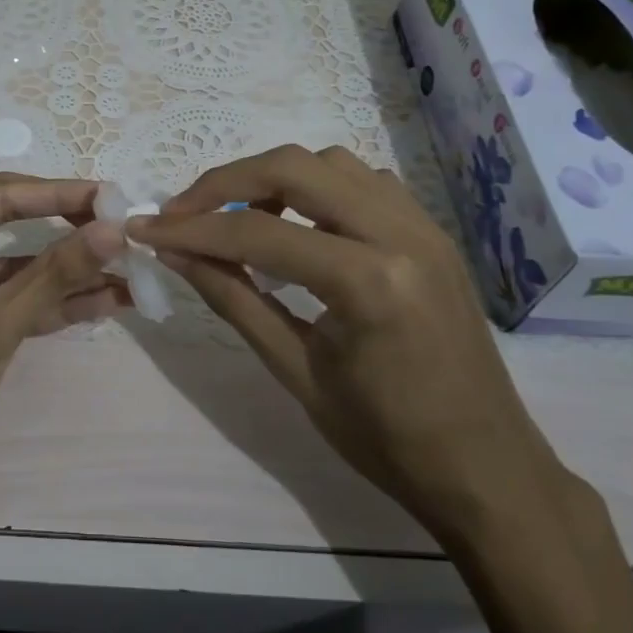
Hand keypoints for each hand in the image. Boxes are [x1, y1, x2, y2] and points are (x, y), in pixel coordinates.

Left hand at [0, 174, 126, 485]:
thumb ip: (55, 274)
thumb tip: (112, 230)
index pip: (3, 196)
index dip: (60, 193)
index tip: (113, 197)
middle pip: (15, 222)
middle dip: (70, 229)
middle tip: (123, 230)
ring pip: (22, 264)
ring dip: (71, 271)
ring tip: (130, 271)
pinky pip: (18, 297)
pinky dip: (56, 301)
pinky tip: (106, 301)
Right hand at [128, 146, 571, 543]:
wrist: (486, 469)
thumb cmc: (387, 439)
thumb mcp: (296, 372)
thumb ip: (233, 301)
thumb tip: (174, 254)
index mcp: (370, 282)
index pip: (258, 233)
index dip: (192, 229)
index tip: (145, 228)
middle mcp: (402, 234)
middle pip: (294, 168)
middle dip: (225, 182)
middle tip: (181, 212)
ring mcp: (424, 226)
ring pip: (330, 163)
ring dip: (272, 177)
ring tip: (234, 214)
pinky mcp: (431, 231)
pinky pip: (363, 181)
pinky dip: (315, 187)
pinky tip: (295, 222)